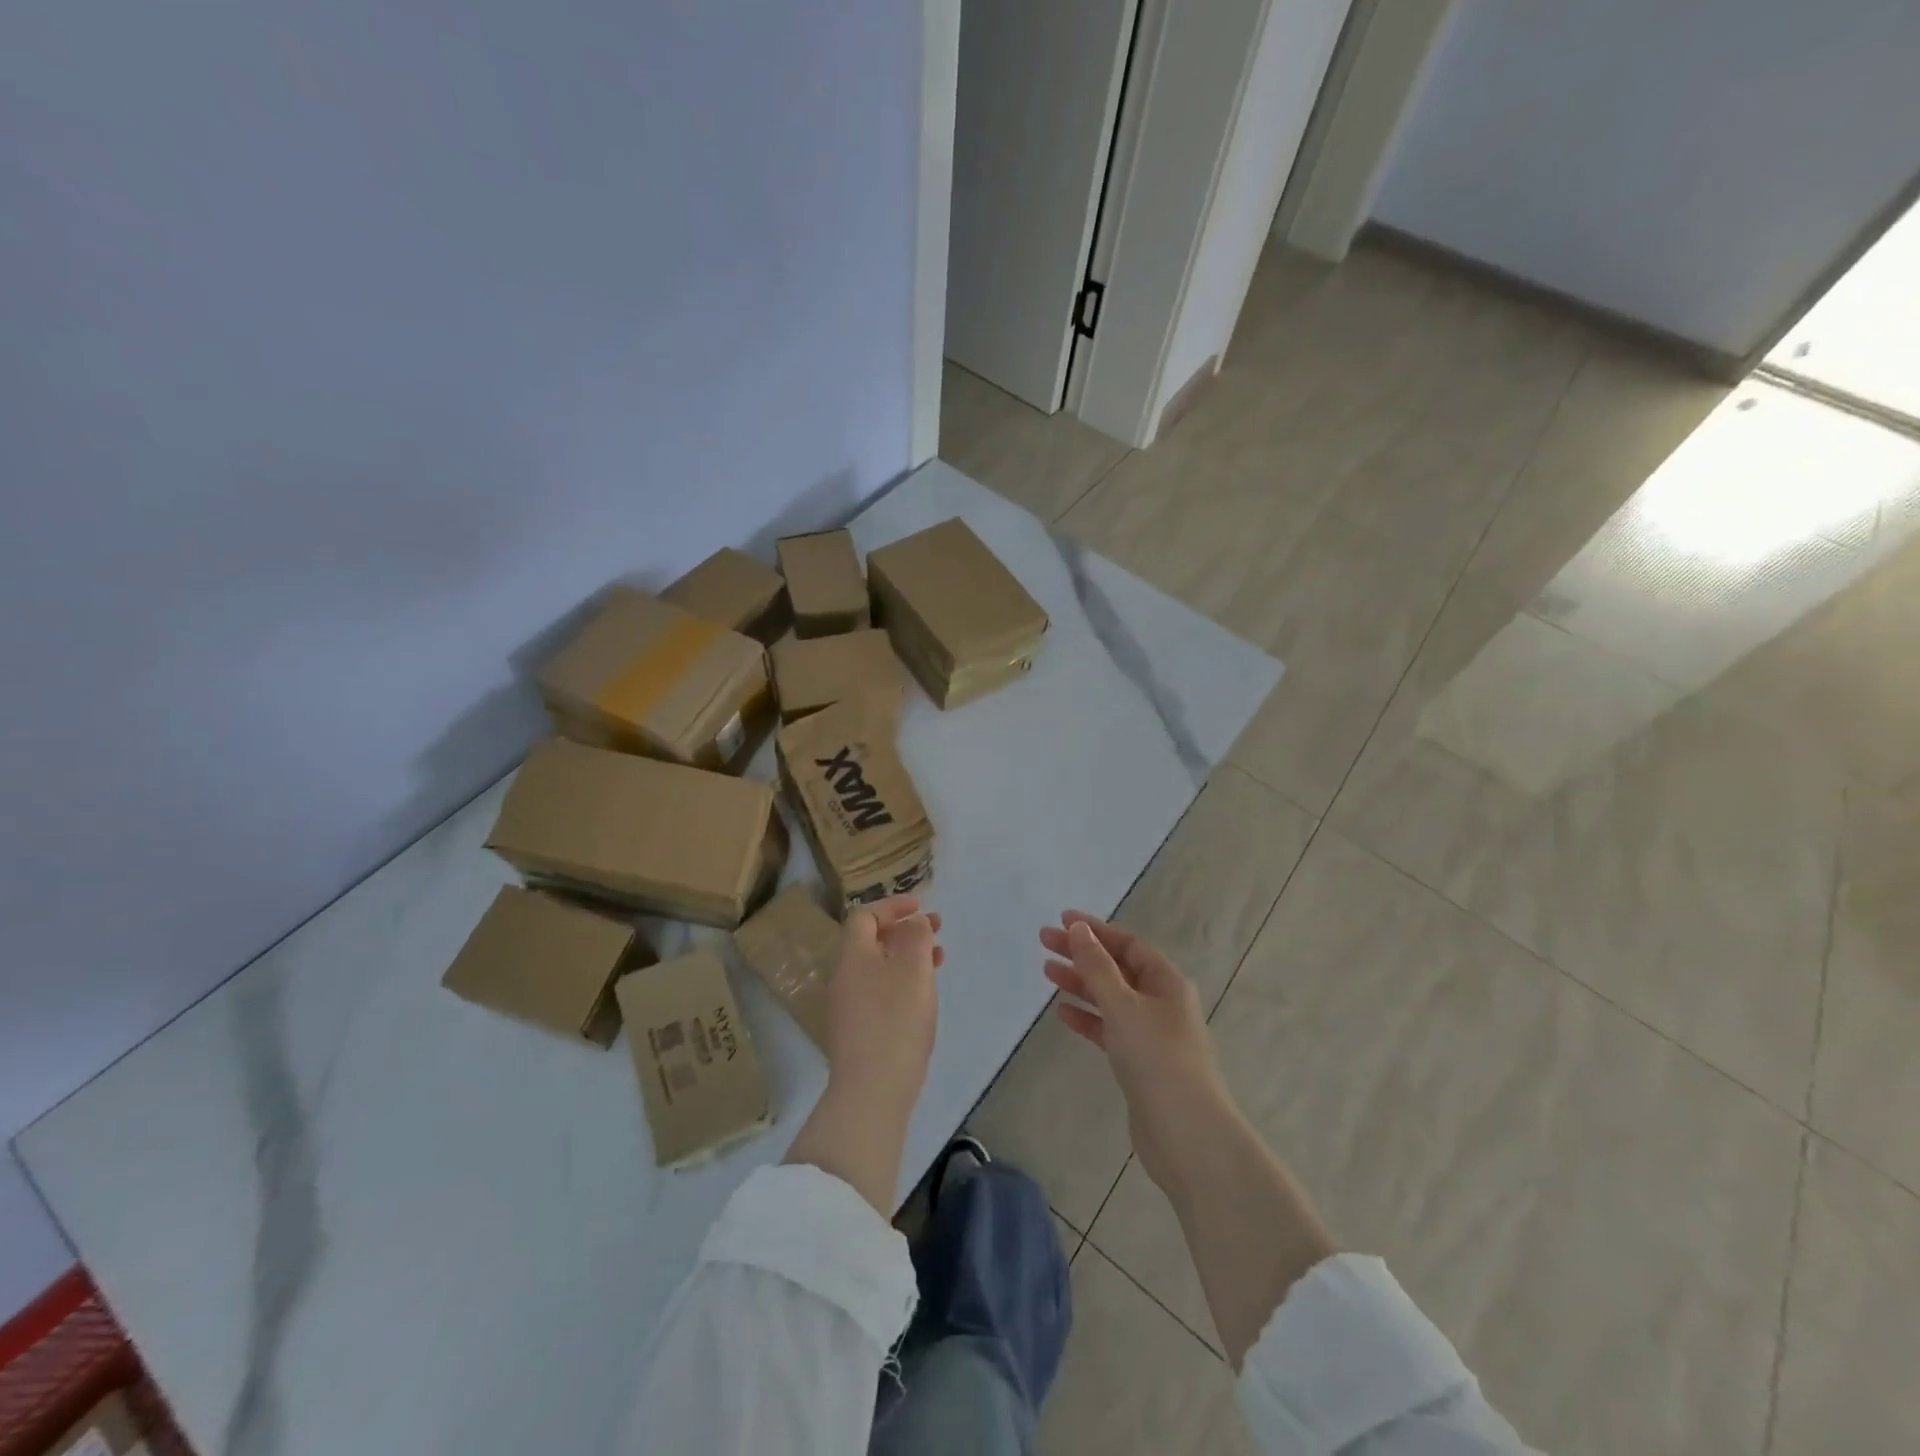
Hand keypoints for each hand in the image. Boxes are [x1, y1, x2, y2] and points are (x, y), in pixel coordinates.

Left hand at [826, 896, 944, 1104]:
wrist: (871, 1091)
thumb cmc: (895, 1020)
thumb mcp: (913, 969)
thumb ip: (916, 937)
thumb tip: (914, 922)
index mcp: (853, 956)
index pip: (865, 916)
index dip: (892, 906)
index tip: (921, 906)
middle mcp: (844, 977)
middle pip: (871, 941)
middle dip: (905, 930)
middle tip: (937, 930)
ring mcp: (848, 1007)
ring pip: (878, 967)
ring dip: (907, 956)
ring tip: (938, 961)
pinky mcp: (857, 1032)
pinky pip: (880, 992)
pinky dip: (902, 982)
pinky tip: (923, 997)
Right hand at [1039, 912, 1231, 1199]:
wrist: (1186, 1134)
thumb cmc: (1156, 1058)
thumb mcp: (1123, 1005)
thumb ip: (1097, 967)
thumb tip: (1079, 929)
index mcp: (1166, 982)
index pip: (1127, 944)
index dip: (1095, 929)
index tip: (1062, 919)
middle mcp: (1161, 1002)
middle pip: (1116, 968)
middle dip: (1082, 953)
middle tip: (1044, 941)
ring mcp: (1151, 1033)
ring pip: (1110, 998)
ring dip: (1081, 983)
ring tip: (1047, 970)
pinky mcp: (1139, 1062)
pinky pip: (1109, 1028)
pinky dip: (1087, 1017)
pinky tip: (1063, 1012)